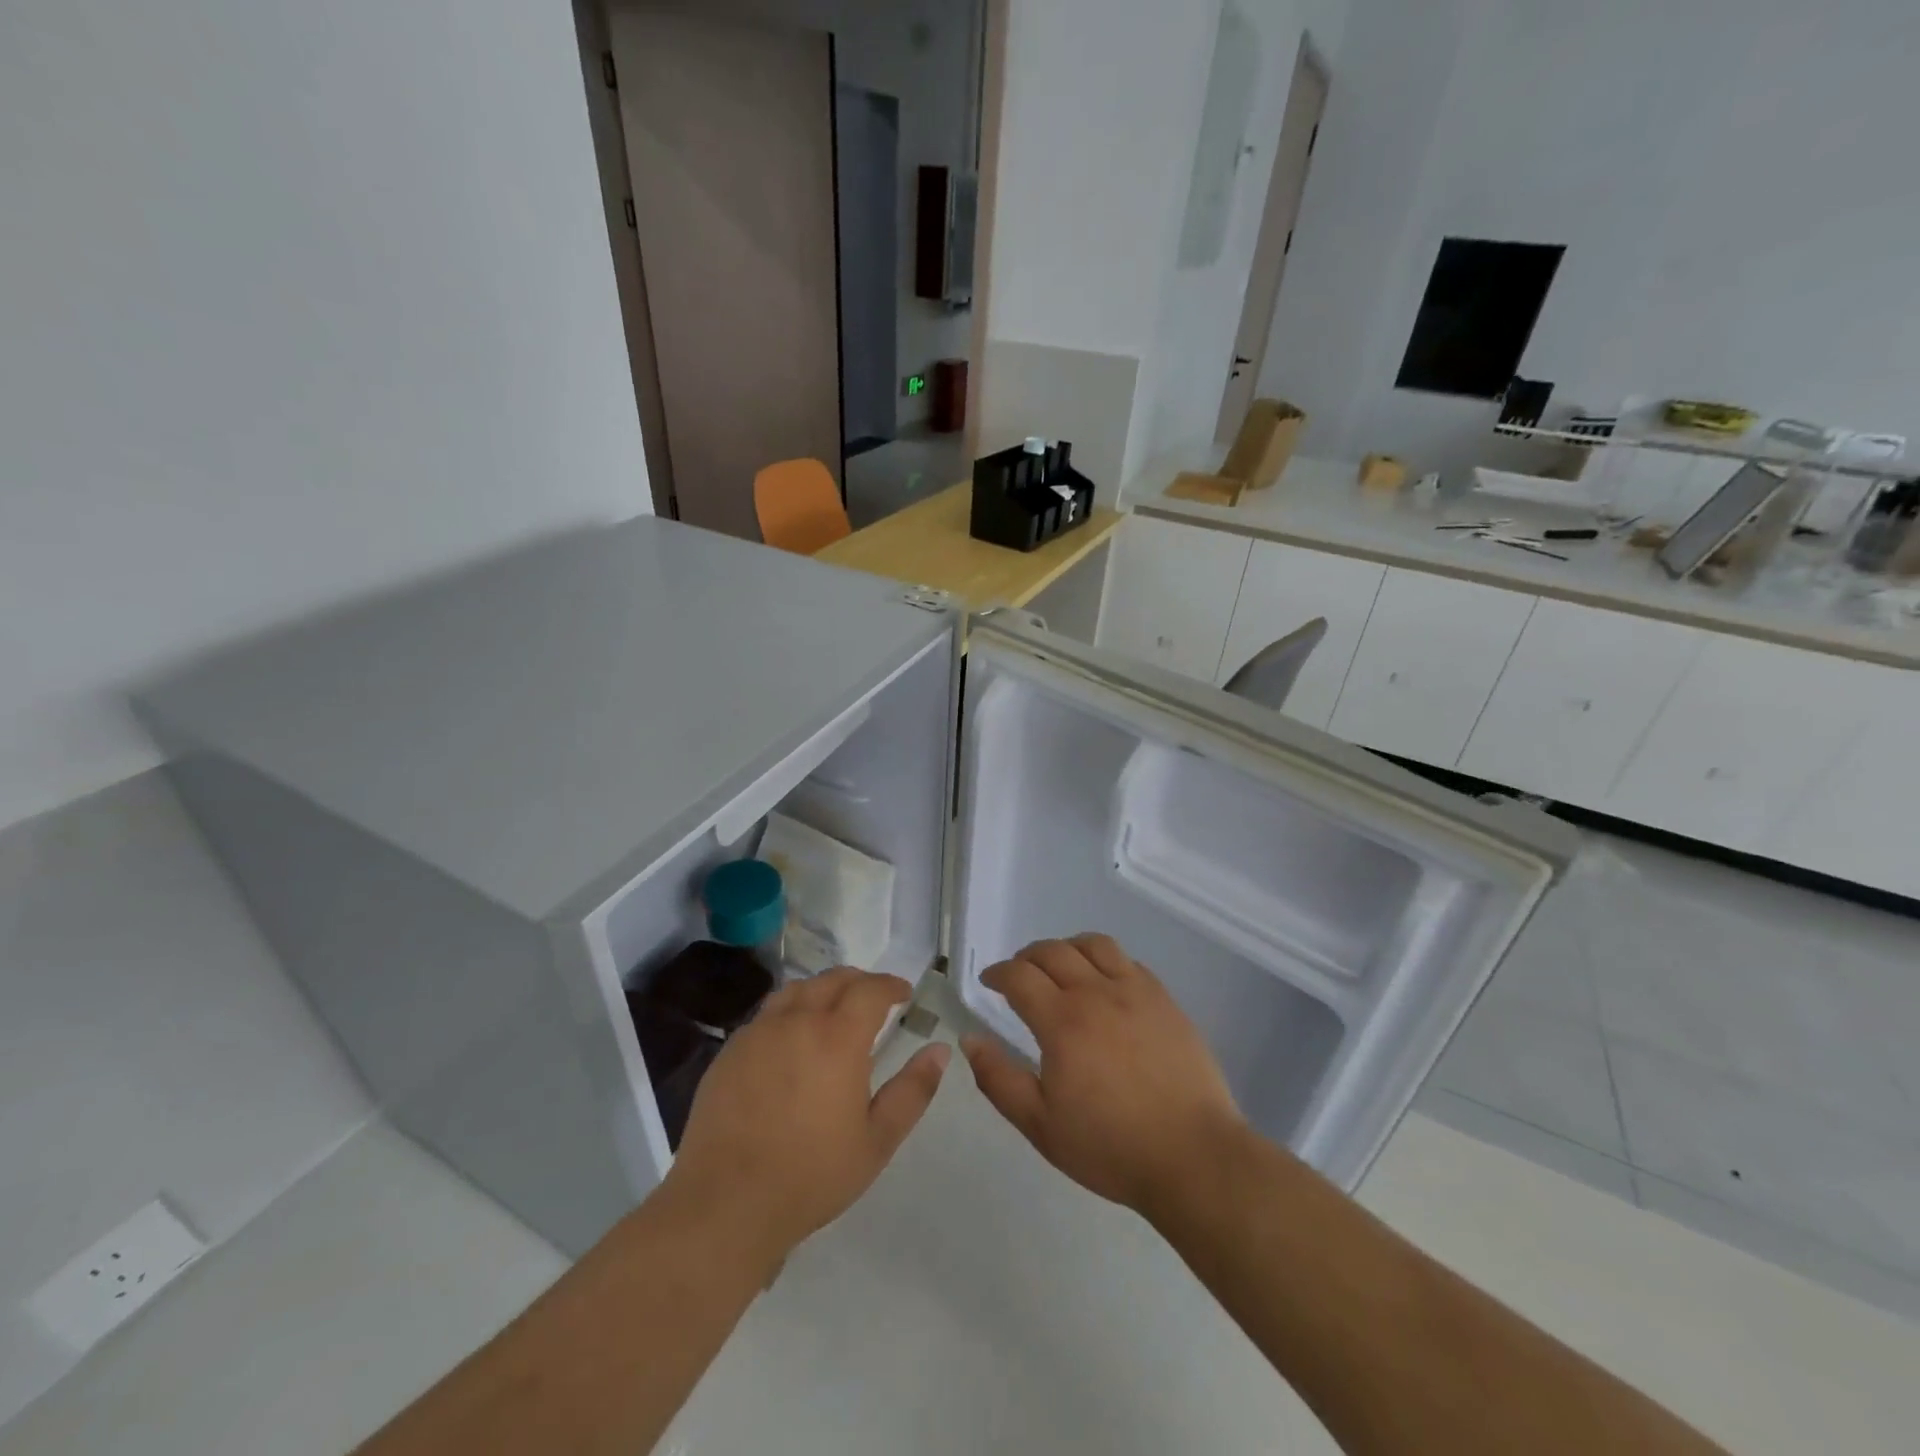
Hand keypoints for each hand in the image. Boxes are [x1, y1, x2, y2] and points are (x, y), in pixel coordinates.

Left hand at [663, 968, 947, 1263]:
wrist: (726, 1203)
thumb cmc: (811, 1174)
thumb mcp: (877, 1140)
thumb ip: (913, 1090)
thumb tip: (940, 1050)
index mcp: (838, 1036)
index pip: (871, 989)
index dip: (891, 985)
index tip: (904, 993)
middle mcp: (797, 1020)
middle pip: (833, 979)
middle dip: (859, 981)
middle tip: (874, 998)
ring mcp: (758, 1032)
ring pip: (796, 990)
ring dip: (822, 989)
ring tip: (833, 1009)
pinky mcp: (730, 1051)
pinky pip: (767, 1014)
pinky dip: (789, 1011)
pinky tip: (791, 1038)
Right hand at [963, 935, 1244, 1216]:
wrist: (1193, 1157)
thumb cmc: (1110, 1146)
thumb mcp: (1040, 1125)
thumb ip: (999, 1079)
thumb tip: (970, 1040)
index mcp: (1062, 1021)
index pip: (1019, 976)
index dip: (998, 973)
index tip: (989, 981)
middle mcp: (1096, 993)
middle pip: (1053, 951)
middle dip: (1027, 957)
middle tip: (1019, 974)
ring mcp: (1135, 992)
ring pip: (1094, 944)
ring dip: (1067, 947)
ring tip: (1061, 966)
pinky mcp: (1165, 1000)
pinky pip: (1128, 961)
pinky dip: (1105, 960)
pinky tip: (1105, 983)